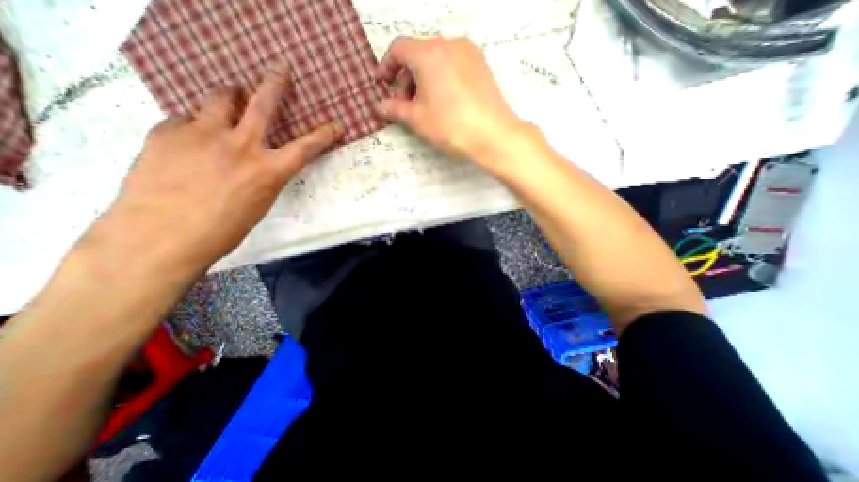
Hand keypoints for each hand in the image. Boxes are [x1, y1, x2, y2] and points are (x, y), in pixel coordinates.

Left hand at [85, 66, 340, 280]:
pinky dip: (197, 126)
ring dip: (232, 98)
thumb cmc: (223, 230)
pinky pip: (188, 120)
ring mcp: (202, 134)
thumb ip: (263, 175)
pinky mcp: (167, 132)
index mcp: (268, 171)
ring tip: (232, 99)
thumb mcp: (258, 204)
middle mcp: (241, 146)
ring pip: (221, 100)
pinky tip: (192, 143)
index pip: (306, 147)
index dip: (323, 135)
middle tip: (280, 69)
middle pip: (262, 104)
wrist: (160, 236)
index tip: (335, 125)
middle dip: (275, 84)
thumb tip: (258, 159)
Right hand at [377, 36, 530, 166]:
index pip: (399, 49)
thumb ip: (394, 109)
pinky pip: (454, 65)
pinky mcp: (482, 65)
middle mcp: (449, 44)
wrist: (493, 135)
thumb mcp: (416, 119)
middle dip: (407, 78)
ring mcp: (469, 53)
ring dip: (424, 79)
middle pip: (419, 54)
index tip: (383, 85)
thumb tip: (379, 106)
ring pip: (437, 60)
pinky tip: (445, 101)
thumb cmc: (450, 126)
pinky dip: (442, 78)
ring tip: (426, 106)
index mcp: (429, 53)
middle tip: (406, 104)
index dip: (387, 67)